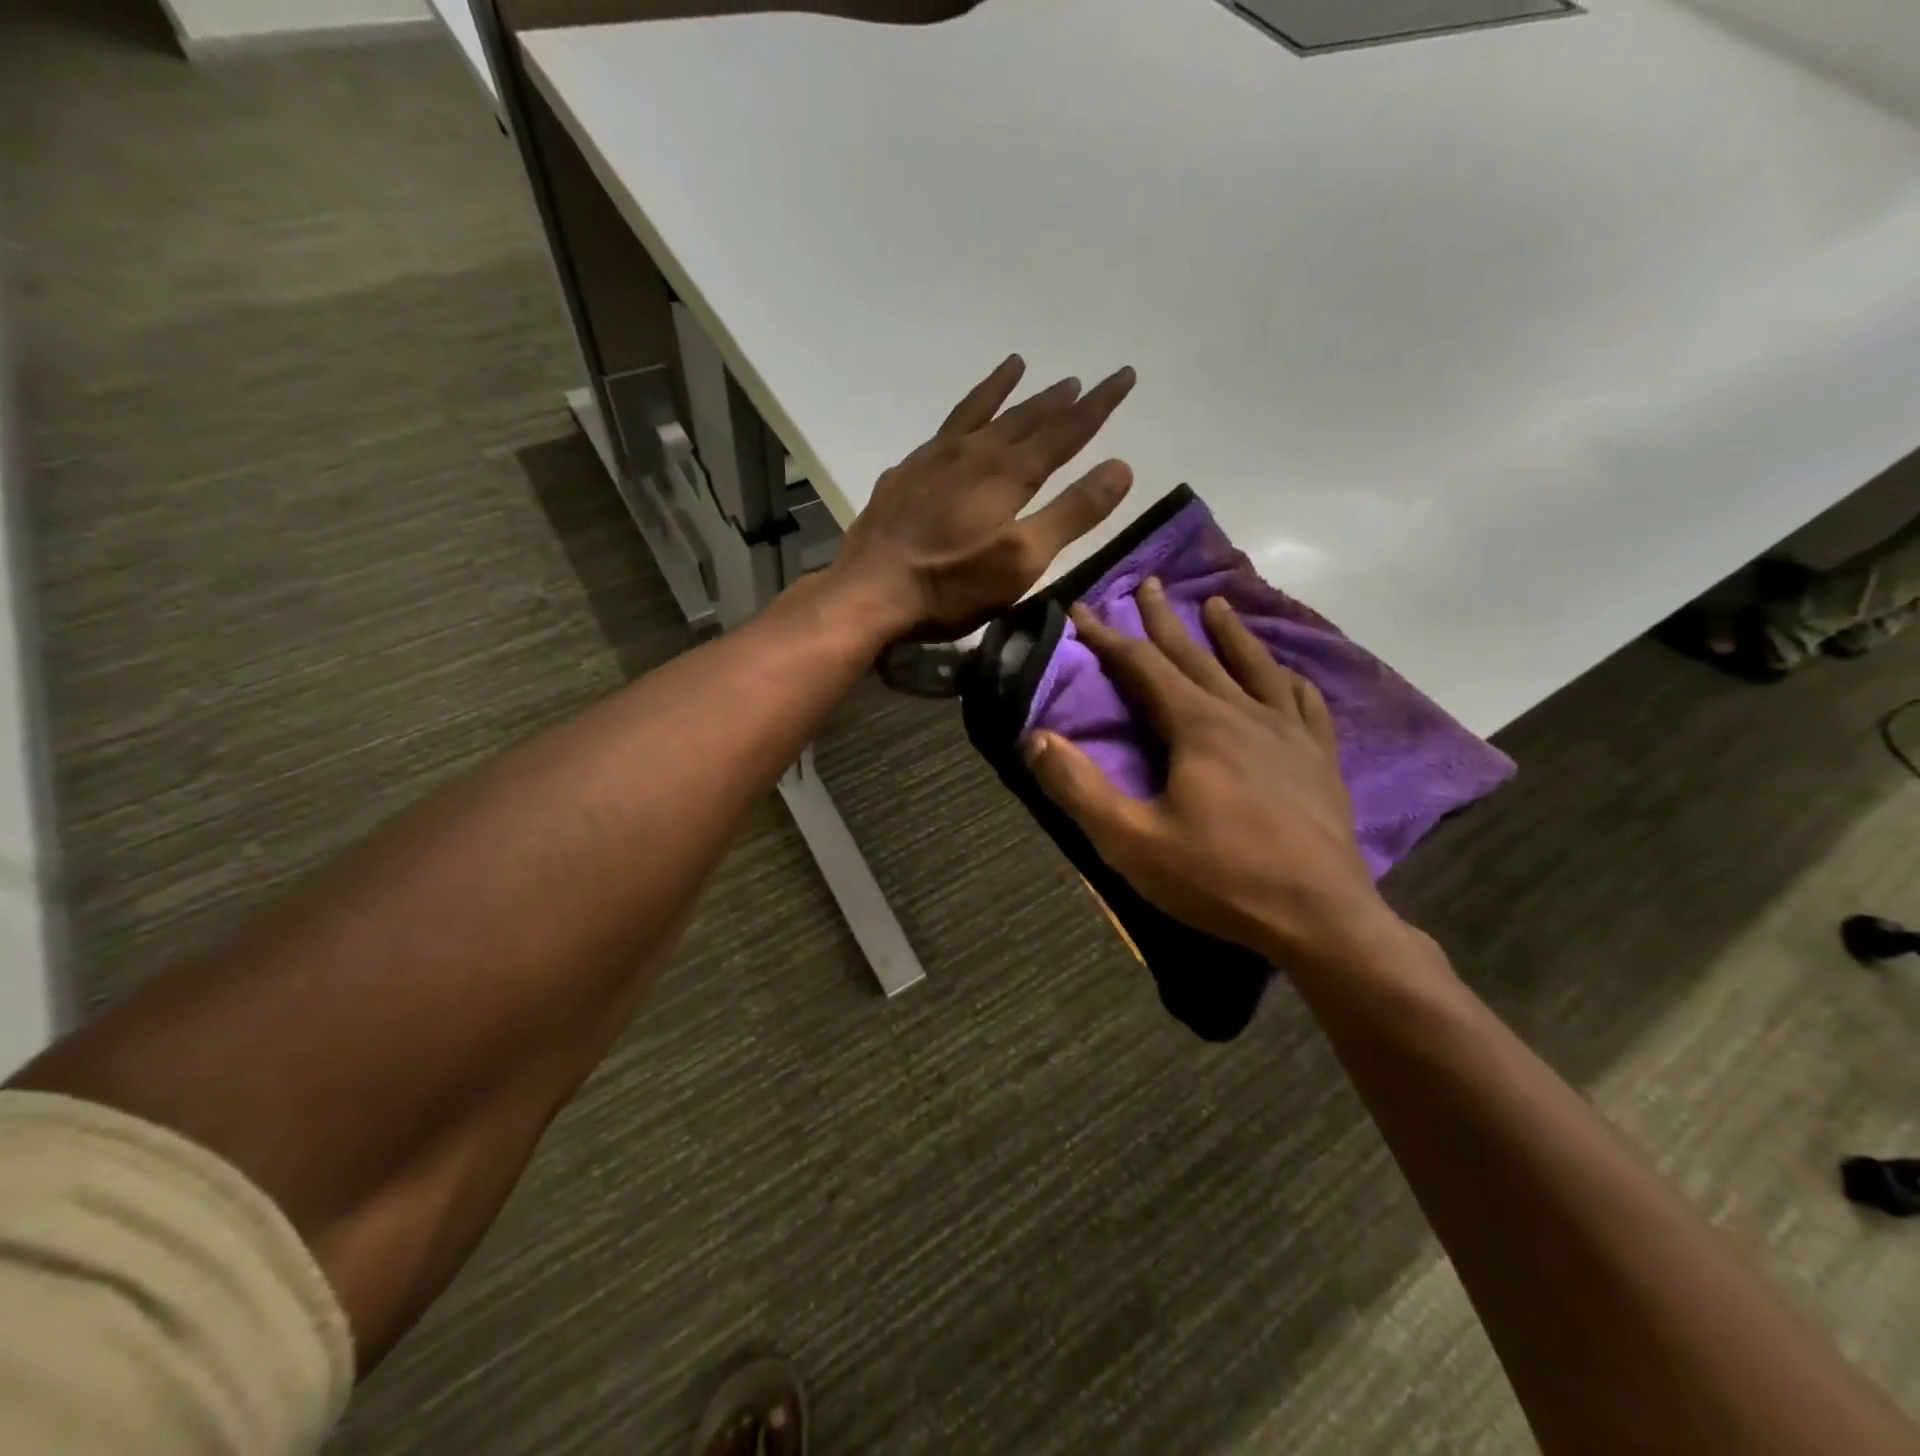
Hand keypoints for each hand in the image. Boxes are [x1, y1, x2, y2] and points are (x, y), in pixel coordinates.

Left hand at [833, 355, 1136, 638]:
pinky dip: (957, 420)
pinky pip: (939, 433)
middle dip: (1056, 399)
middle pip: (1023, 417)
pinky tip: (953, 429)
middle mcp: (972, 453)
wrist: (869, 592)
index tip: (1123, 375)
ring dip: (1001, 390)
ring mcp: (932, 461)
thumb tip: (1121, 466)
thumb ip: (1071, 513)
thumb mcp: (1023, 560)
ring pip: (976, 413)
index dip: (1098, 404)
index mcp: (1007, 473)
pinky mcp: (903, 476)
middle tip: (1078, 380)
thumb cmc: (952, 585)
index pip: (1065, 429)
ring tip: (1017, 365)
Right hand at [1023, 579, 1397, 966]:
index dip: (1106, 636)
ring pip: (1254, 666)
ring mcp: (1290, 732)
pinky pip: (1303, 700)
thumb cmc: (1219, 878)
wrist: (1320, 917)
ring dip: (1230, 633)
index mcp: (1197, 726)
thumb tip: (1034, 738)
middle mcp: (1244, 713)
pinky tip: (1284, 672)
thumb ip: (1078, 787)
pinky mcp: (1320, 757)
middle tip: (1148, 583)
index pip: (1141, 665)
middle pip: (1195, 654)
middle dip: (1163, 619)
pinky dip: (1286, 676)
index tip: (1080, 609)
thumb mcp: (1132, 841)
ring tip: (1216, 603)